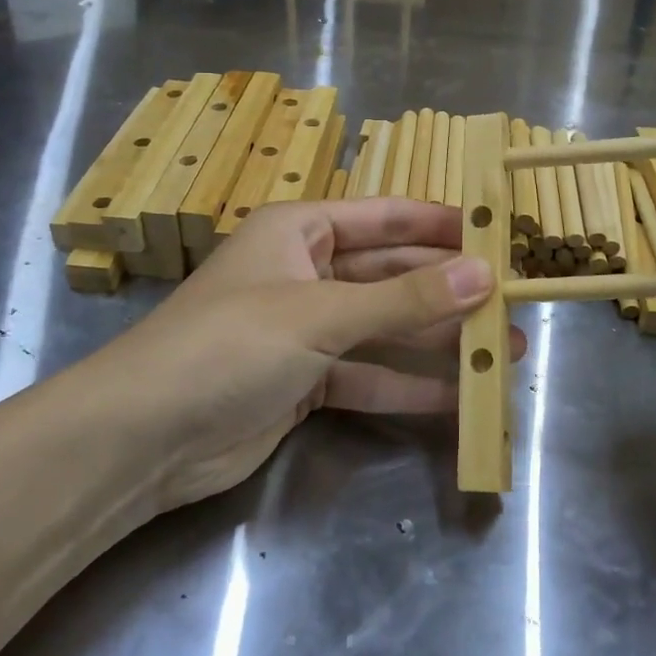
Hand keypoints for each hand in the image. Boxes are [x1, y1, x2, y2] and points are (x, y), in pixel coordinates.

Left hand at [91, 198, 521, 512]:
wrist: (143, 438)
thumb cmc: (229, 346)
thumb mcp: (320, 314)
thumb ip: (403, 299)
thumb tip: (484, 274)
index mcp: (300, 231)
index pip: (385, 217)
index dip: (440, 224)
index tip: (497, 234)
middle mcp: (306, 273)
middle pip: (390, 275)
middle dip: (448, 290)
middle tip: (511, 303)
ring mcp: (306, 331)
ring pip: (384, 328)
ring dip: (439, 340)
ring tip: (503, 351)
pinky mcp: (306, 382)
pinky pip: (368, 375)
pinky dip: (407, 385)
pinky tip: (458, 396)